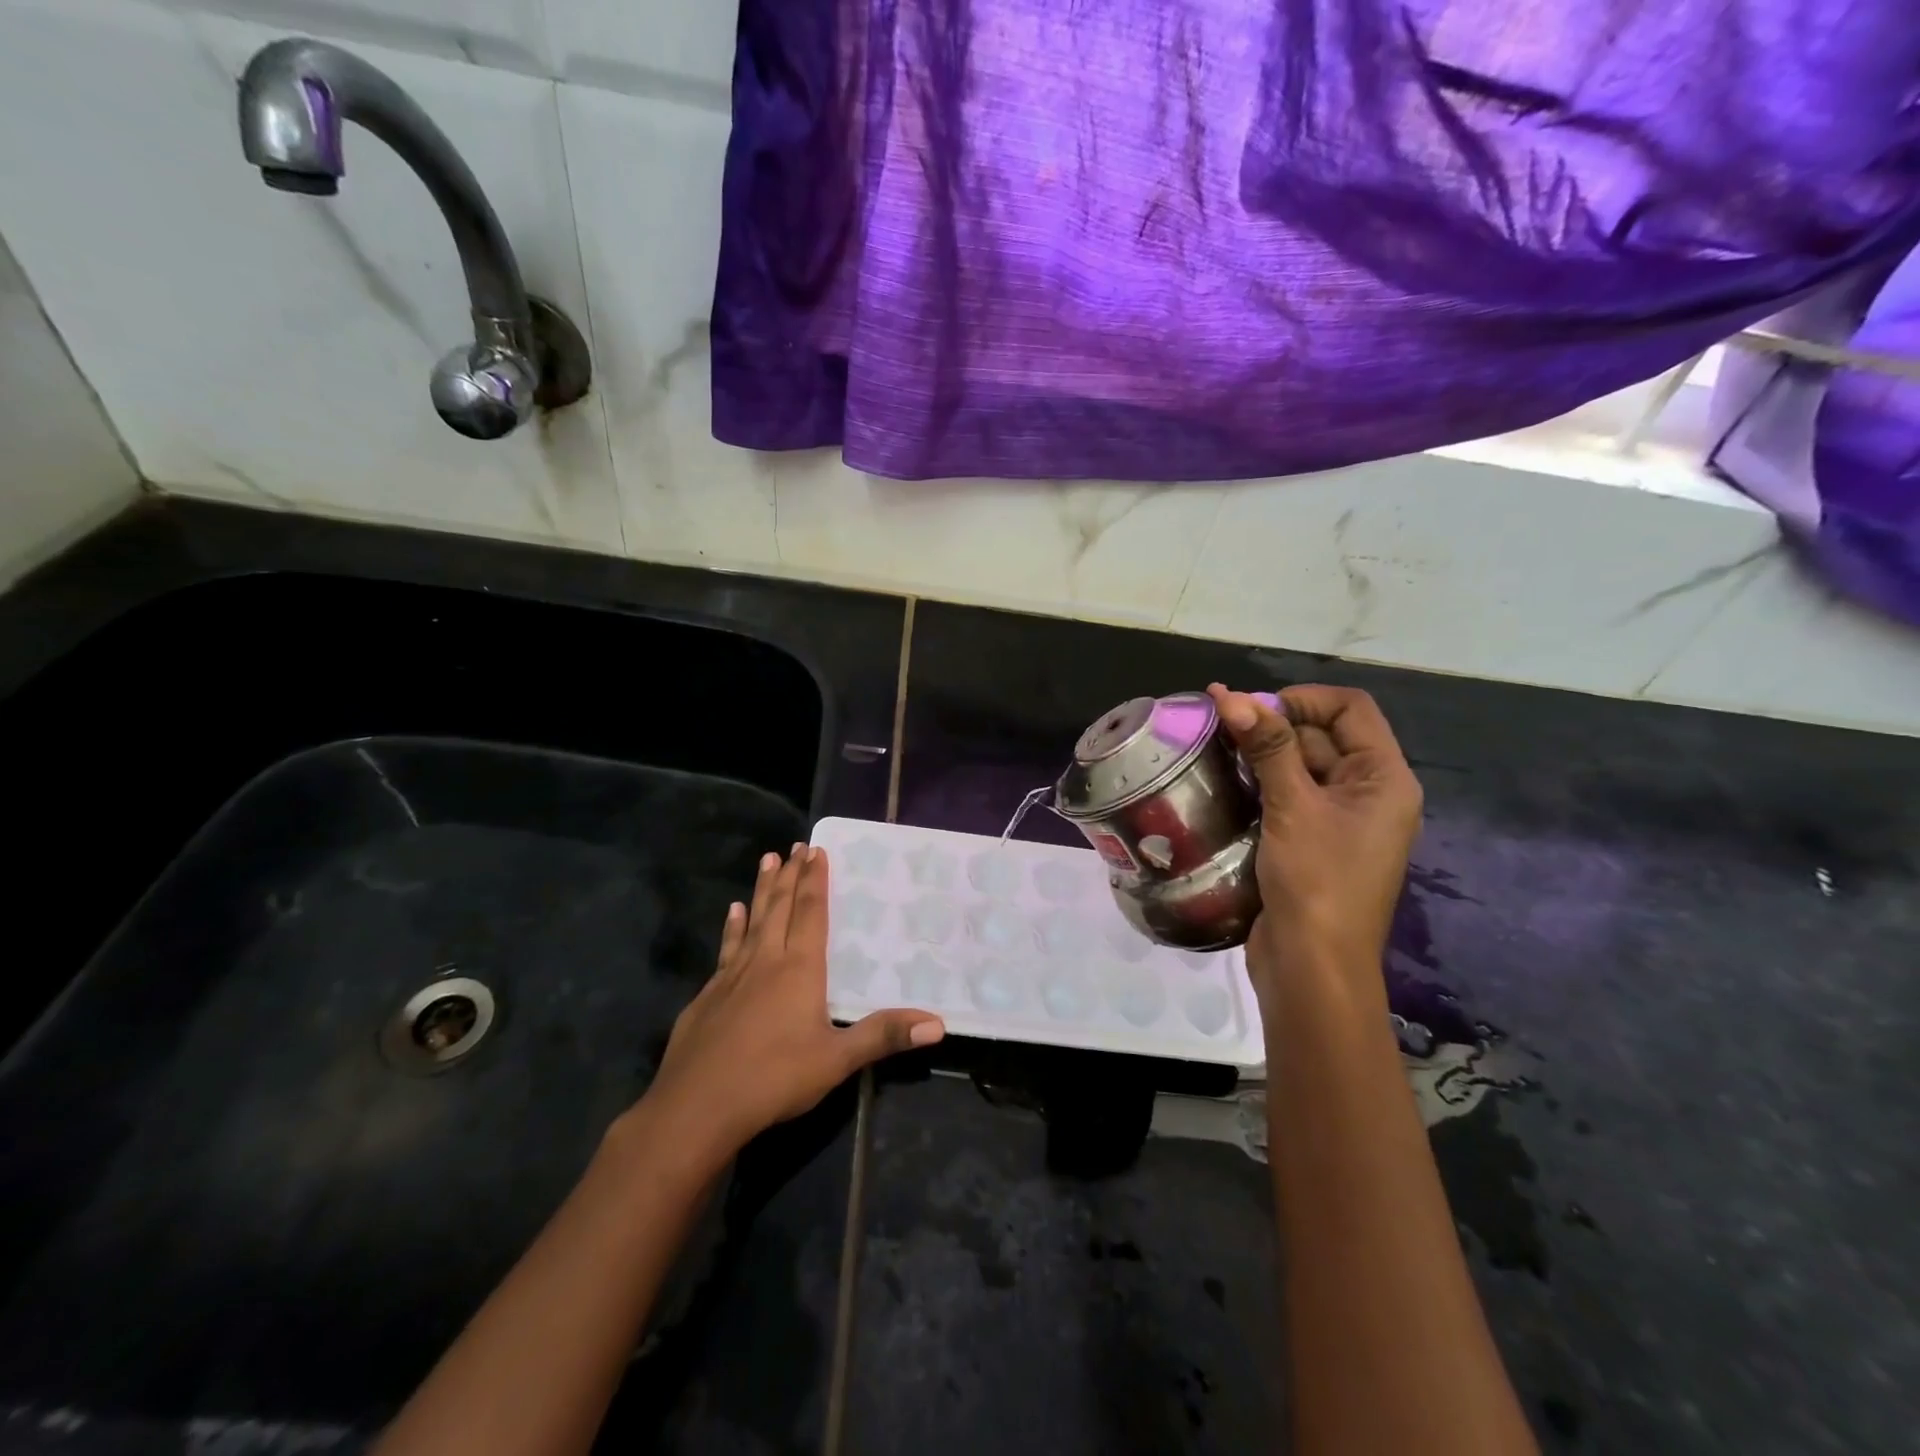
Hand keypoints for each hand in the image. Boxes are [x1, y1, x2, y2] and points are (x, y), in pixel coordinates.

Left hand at [640, 845, 944, 1156]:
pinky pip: (727, 948)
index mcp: (799, 969)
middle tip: (795, 846)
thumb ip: (883, 1036)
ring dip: (762, 890)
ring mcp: (732, 976)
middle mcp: (766, 961)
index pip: (810, 914)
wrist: (697, 1107)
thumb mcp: (836, 1060)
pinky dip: (732, 927)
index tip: (817, 850)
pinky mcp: (708, 995)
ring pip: (752, 921)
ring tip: (767, 860)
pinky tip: (732, 913)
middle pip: (780, 908)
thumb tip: (937, 1024)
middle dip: (790, 875)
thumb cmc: (774, 1079)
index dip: (815, 882)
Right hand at [1206, 683, 1422, 1011]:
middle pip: (1322, 736)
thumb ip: (1267, 748)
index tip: (1251, 709)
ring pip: (1299, 766)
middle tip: (1217, 725)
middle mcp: (1368, 793)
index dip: (1301, 699)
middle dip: (1272, 725)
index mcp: (1385, 779)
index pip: (1350, 709)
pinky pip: (1287, 796)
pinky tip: (1222, 782)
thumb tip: (1233, 696)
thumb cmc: (1316, 882)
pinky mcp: (1310, 842)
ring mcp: (1339, 820)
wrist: (1312, 968)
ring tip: (1212, 748)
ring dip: (1260, 754)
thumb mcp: (1293, 807)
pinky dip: (1258, 784)